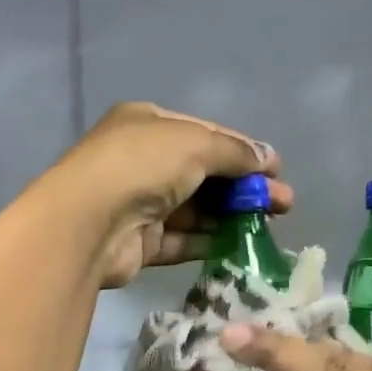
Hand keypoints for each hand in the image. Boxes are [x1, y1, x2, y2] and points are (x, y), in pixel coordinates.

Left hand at [42, 103, 290, 288]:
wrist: (88, 223)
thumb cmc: (141, 166)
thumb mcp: (195, 143)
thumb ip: (234, 151)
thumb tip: (268, 158)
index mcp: (148, 125)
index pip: (205, 134)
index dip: (243, 150)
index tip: (276, 169)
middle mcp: (142, 161)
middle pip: (203, 173)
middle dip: (244, 186)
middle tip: (283, 203)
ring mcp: (139, 203)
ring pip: (195, 208)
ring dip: (231, 215)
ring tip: (269, 224)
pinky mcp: (140, 242)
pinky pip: (182, 239)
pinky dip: (209, 241)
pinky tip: (239, 245)